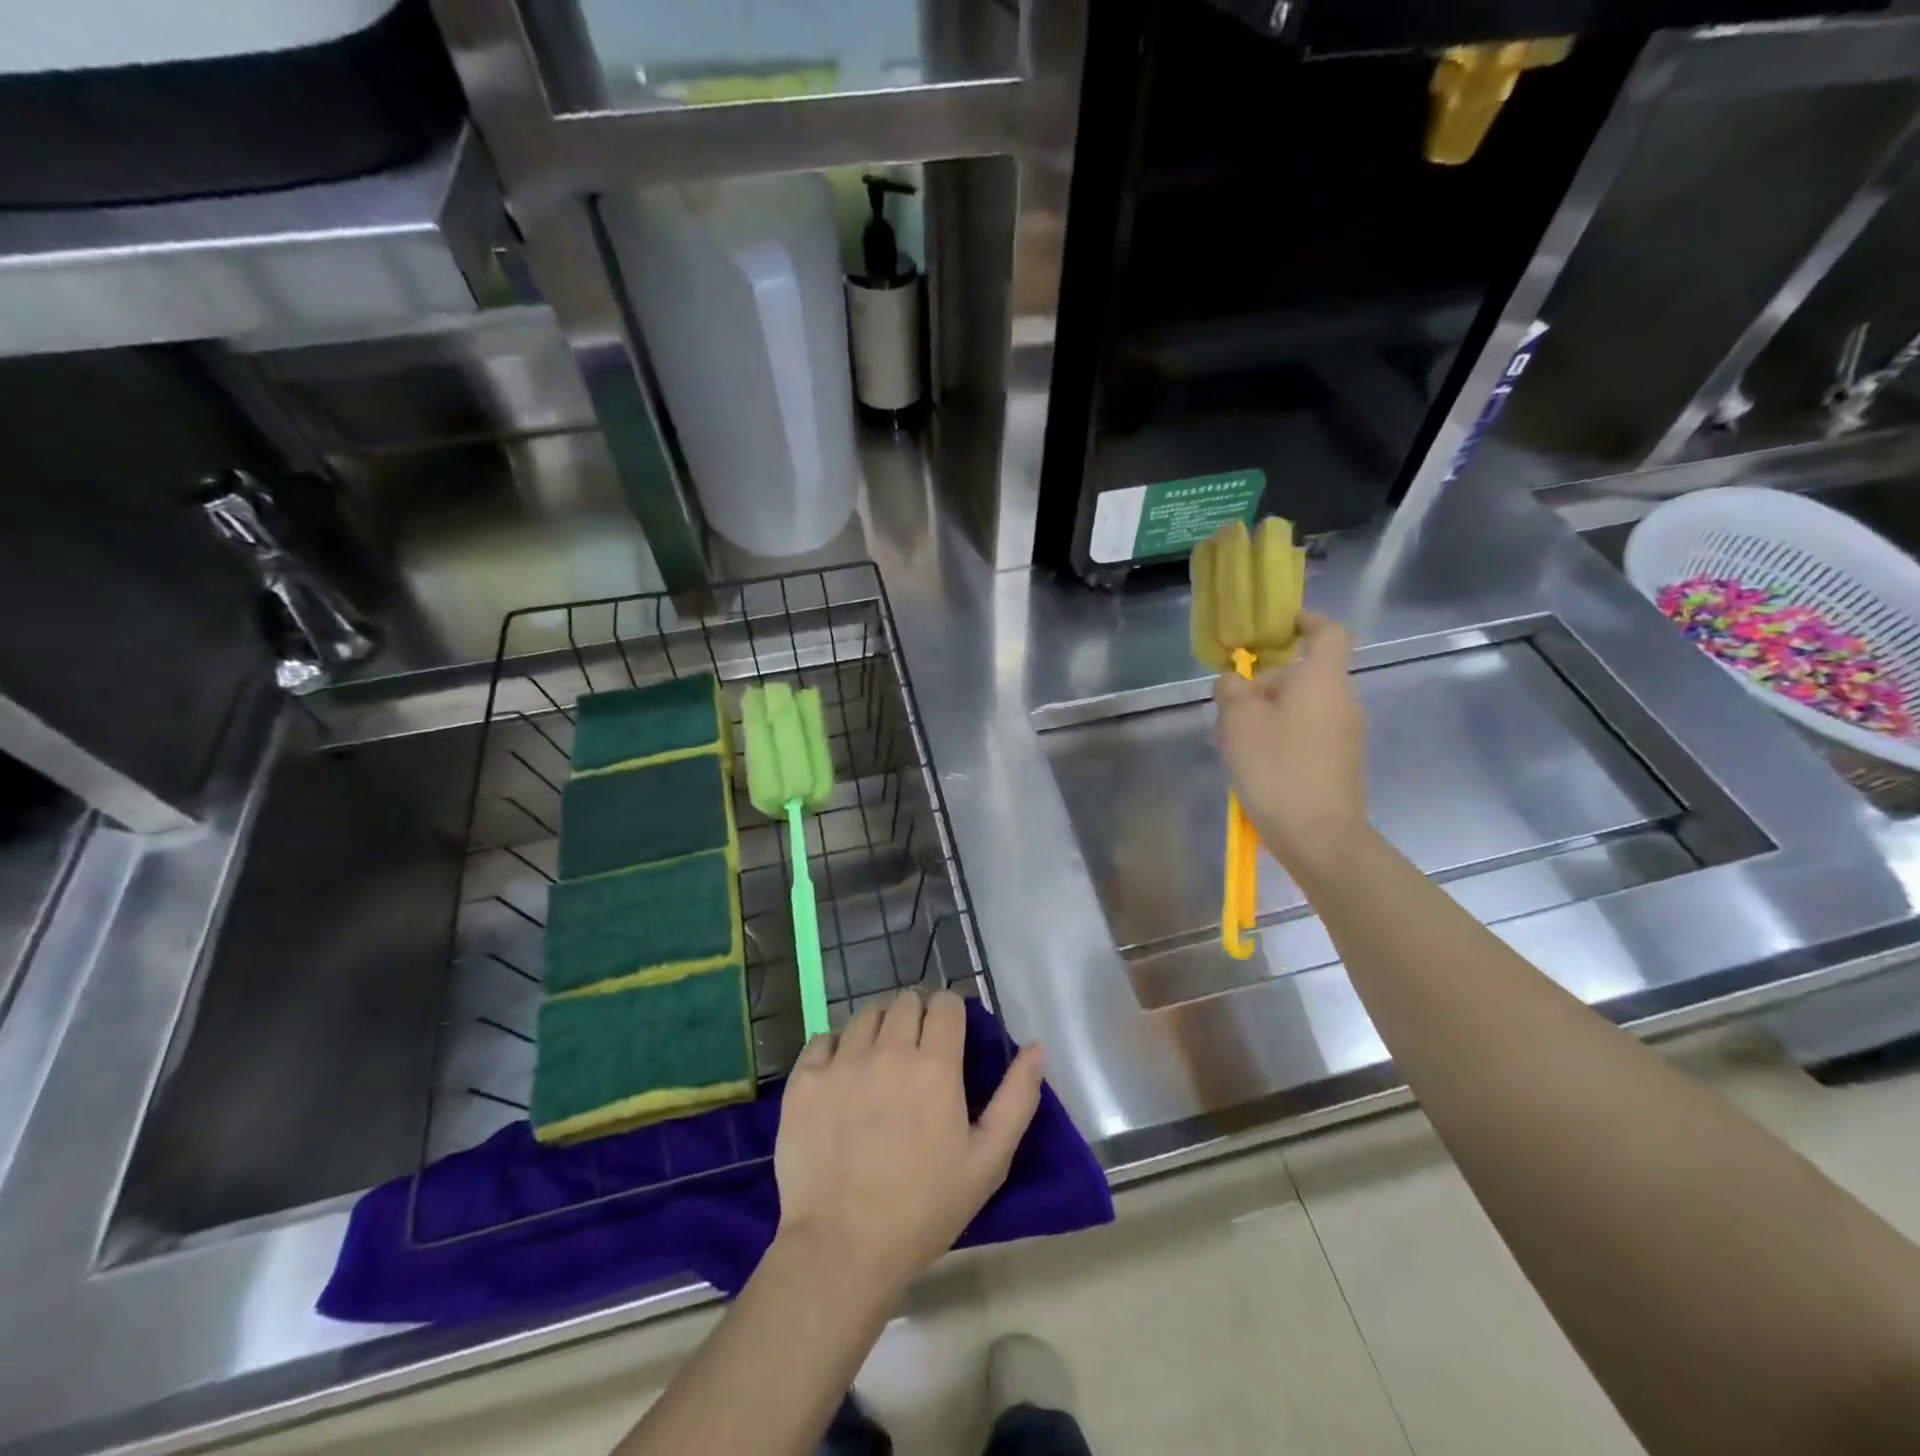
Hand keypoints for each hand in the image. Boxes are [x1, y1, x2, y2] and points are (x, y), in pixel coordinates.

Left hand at [772, 990, 1044, 1297]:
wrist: (841, 1249)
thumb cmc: (924, 1209)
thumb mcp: (988, 1161)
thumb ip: (1017, 1098)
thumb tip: (1036, 1047)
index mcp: (935, 1065)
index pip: (946, 1003)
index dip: (951, 1013)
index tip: (950, 1036)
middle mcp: (888, 1050)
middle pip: (905, 1001)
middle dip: (916, 1016)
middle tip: (916, 1051)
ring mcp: (841, 1062)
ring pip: (865, 1015)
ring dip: (878, 1027)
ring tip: (879, 1060)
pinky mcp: (804, 1080)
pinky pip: (822, 1039)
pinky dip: (835, 1047)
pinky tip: (841, 1076)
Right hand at [1216, 611, 1368, 869]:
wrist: (1319, 834)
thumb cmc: (1276, 767)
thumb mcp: (1238, 722)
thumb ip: (1232, 691)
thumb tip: (1234, 680)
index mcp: (1322, 679)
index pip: (1328, 633)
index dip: (1308, 621)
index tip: (1284, 624)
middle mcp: (1342, 699)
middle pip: (1307, 674)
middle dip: (1269, 682)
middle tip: (1232, 706)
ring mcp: (1346, 733)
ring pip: (1305, 706)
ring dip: (1272, 713)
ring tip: (1237, 739)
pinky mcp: (1341, 761)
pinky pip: (1310, 733)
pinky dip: (1284, 735)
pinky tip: (1258, 763)